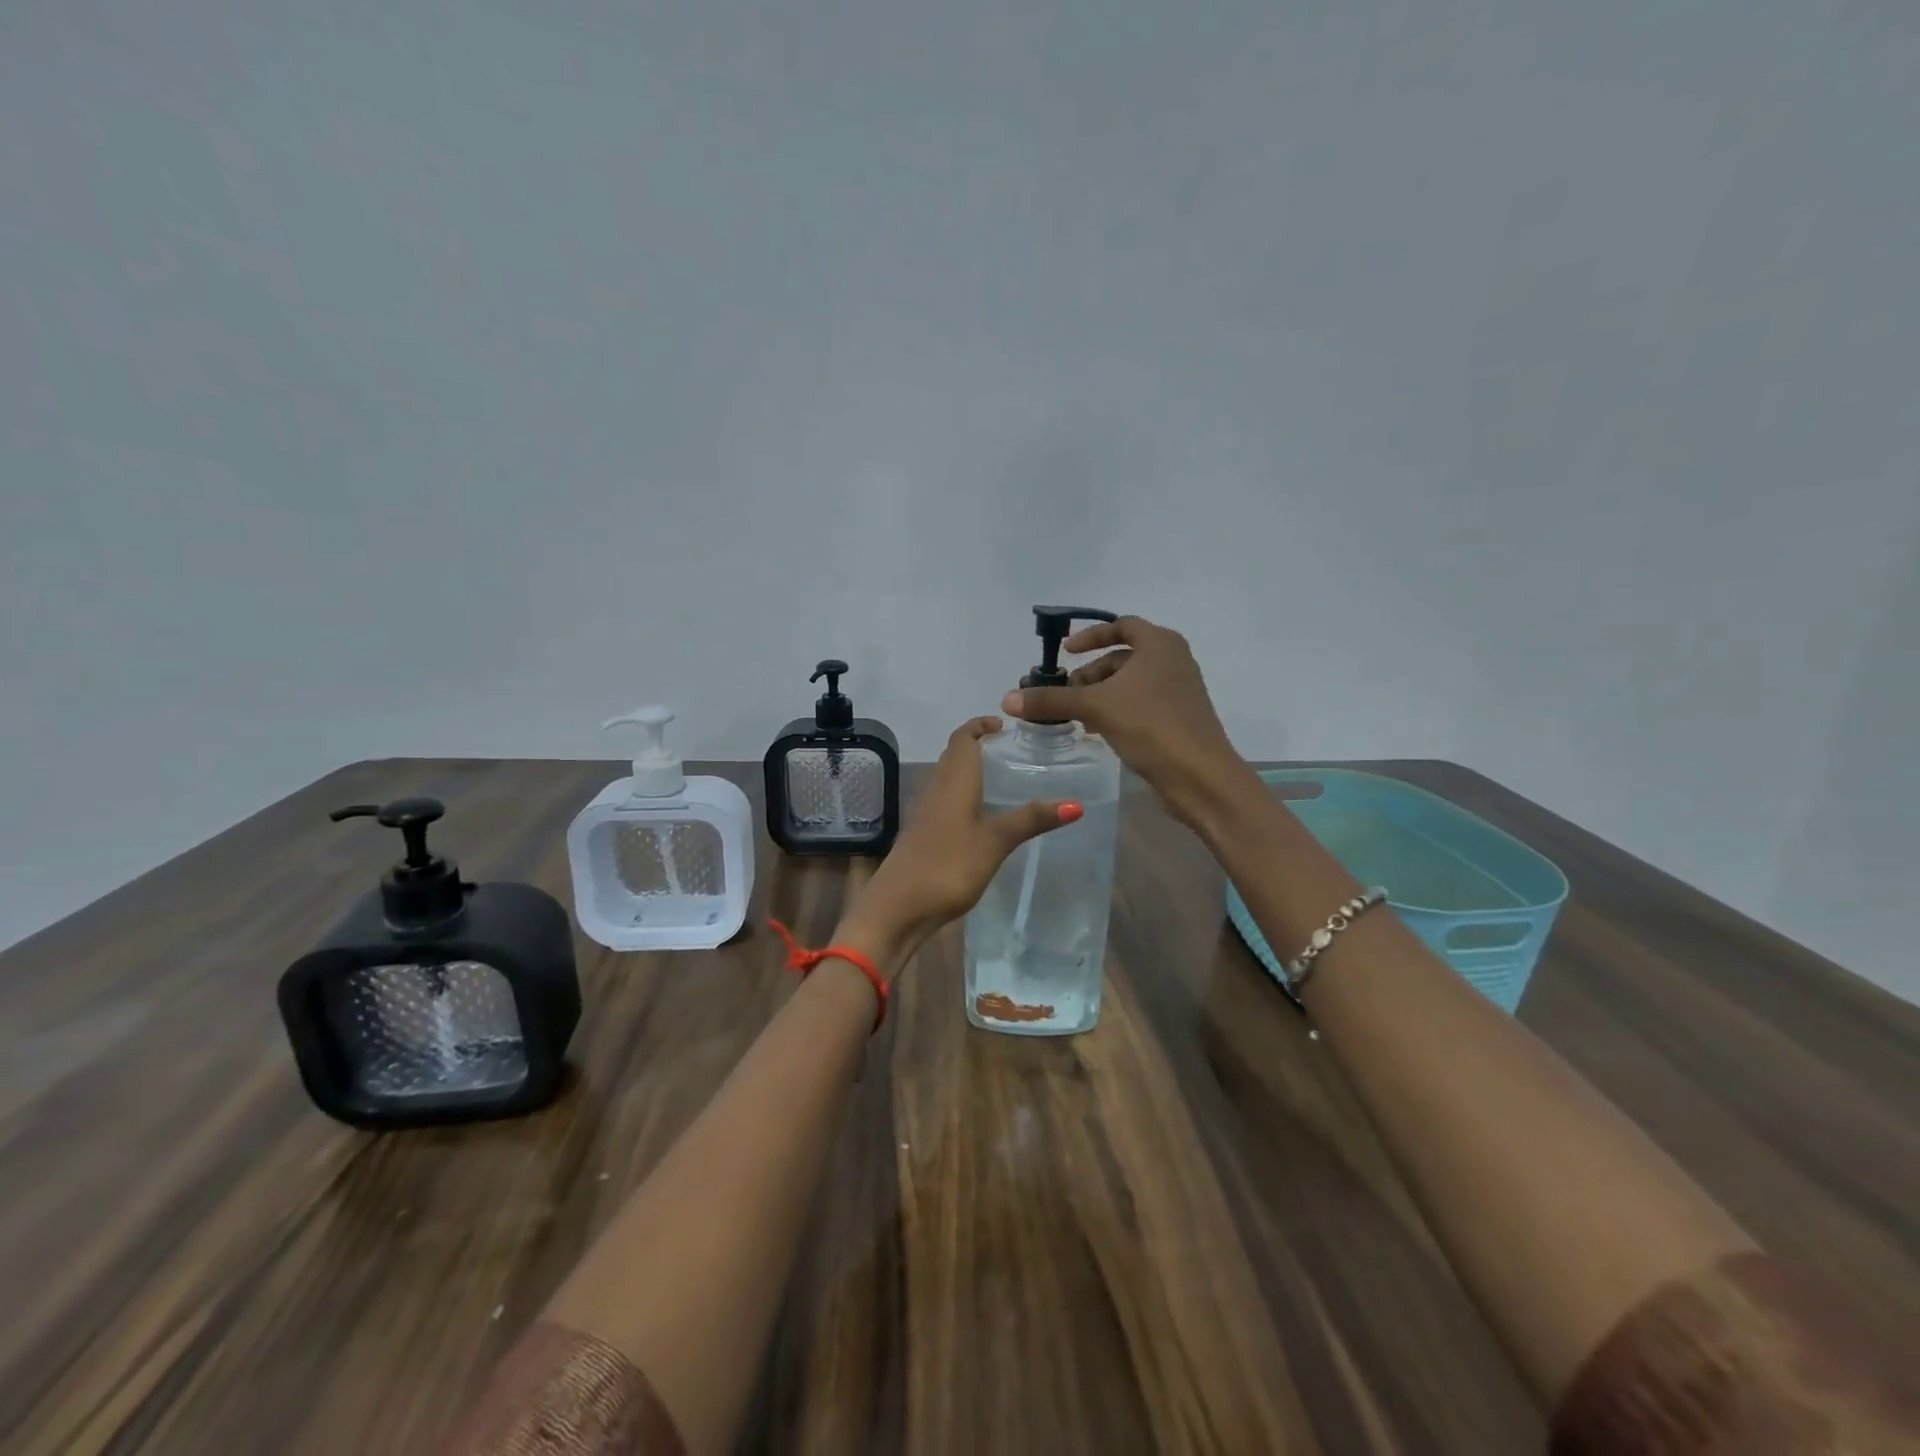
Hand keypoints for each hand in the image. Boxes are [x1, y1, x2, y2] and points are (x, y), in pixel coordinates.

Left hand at [838, 717, 1077, 967]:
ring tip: (999, 780)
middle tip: (1008, 750)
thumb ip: (1031, 820)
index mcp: (953, 782)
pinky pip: (943, 802)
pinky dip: (962, 796)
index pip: (962, 738)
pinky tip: (978, 818)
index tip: (1003, 724)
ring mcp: (925, 814)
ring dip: (968, 770)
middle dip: (976, 745)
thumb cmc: (947, 867)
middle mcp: (936, 790)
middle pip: (953, 755)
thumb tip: (1075, 804)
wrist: (896, 908)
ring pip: (946, 778)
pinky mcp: (922, 836)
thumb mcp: (995, 842)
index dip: (979, 725)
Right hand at [1002, 615, 1252, 831]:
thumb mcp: (1096, 708)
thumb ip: (1051, 700)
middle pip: (1122, 658)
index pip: (1121, 626)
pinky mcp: (1178, 719)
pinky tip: (1097, 731)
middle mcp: (1173, 660)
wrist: (1200, 776)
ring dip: (1100, 695)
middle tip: (1064, 693)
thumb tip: (1008, 699)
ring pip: (1130, 684)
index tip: (1065, 653)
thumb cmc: (1151, 726)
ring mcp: (1179, 691)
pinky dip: (1116, 710)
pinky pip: (1140, 704)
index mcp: (1160, 644)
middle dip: (1090, 673)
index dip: (1090, 636)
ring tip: (1075, 716)